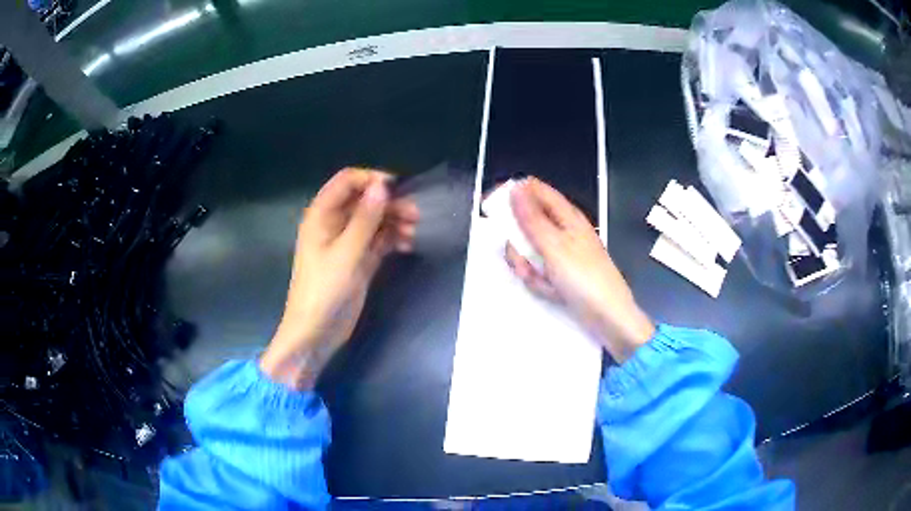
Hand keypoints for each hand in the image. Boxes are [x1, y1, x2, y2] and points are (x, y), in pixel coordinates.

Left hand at [260, 168, 418, 388]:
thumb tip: (382, 186)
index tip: (397, 189)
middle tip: (415, 215)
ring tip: (414, 232)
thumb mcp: (346, 253)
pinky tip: (408, 245)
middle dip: (389, 203)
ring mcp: (348, 242)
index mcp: (322, 215)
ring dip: (395, 221)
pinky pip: (378, 240)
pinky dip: (393, 239)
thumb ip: (365, 219)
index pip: (347, 181)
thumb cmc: (324, 290)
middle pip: (364, 200)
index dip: (371, 179)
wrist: (316, 332)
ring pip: (375, 220)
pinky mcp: (359, 260)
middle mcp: (334, 223)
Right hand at [505, 178, 653, 362]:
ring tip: (540, 280)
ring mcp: (563, 253)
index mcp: (566, 215)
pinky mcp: (562, 274)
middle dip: (518, 243)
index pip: (534, 190)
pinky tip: (550, 291)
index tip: (490, 207)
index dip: (511, 194)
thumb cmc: (584, 278)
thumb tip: (515, 188)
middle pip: (527, 224)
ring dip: (529, 266)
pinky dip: (540, 281)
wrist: (609, 317)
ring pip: (530, 250)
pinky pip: (540, 270)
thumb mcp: (554, 246)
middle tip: (522, 260)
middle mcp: (564, 230)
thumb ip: (531, 218)